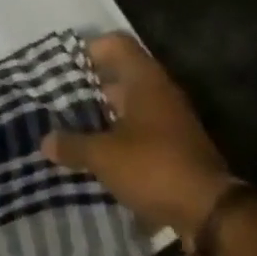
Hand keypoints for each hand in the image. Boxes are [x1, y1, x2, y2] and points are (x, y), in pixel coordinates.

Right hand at [42, 34, 236, 242]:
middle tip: (60, 100)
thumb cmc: (154, 167)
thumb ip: (73, 145)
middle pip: (121, 75)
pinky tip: (99, 156)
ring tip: (73, 130)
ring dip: (104, 115)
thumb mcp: (105, 156)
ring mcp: (171, 119)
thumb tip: (45, 140)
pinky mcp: (175, 146)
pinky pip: (141, 130)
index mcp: (144, 79)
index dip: (89, 49)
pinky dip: (120, 137)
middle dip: (90, 87)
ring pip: (130, 105)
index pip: (116, 44)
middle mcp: (160, 91)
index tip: (64, 67)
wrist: (211, 211)